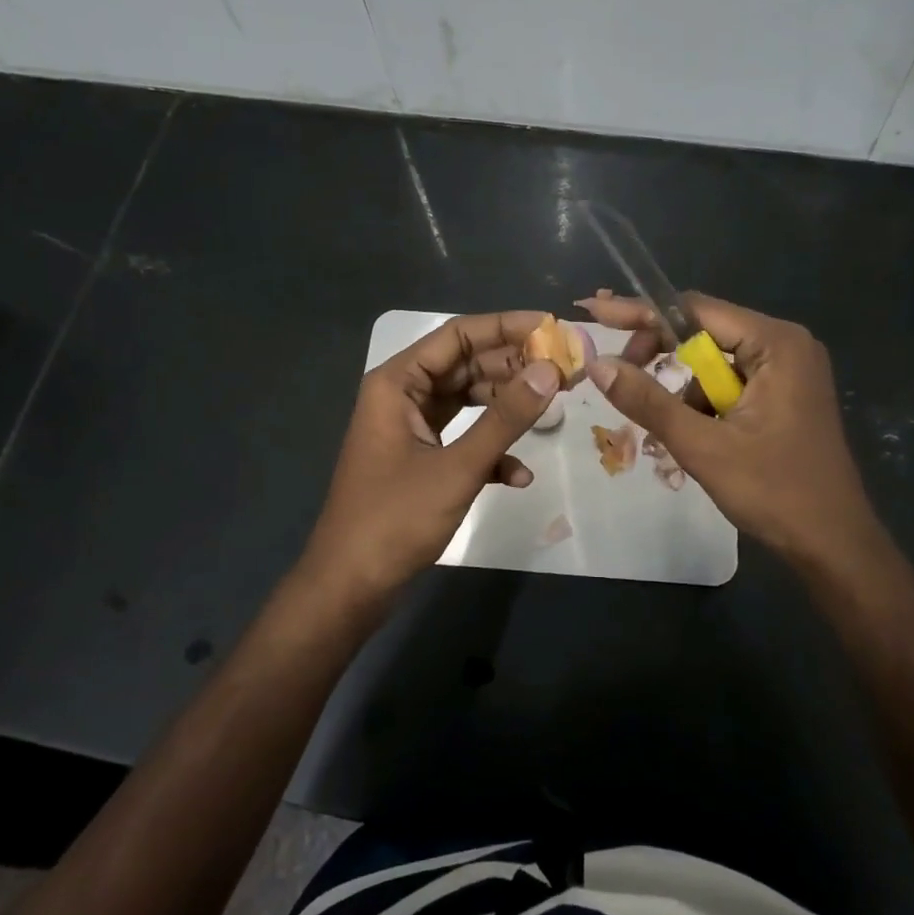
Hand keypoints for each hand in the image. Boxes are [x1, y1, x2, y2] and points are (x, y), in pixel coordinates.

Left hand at [306, 311, 561, 593]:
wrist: (350, 587)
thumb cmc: (395, 519)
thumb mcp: (457, 467)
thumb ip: (505, 418)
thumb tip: (551, 371)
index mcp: (398, 383)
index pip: (457, 335)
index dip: (506, 326)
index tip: (551, 327)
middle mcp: (402, 396)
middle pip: (465, 365)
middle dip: (514, 368)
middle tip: (563, 370)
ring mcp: (410, 429)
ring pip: (467, 402)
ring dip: (506, 408)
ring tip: (554, 409)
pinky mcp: (419, 459)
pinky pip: (461, 439)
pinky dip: (490, 451)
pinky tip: (519, 475)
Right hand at [578, 291, 879, 574]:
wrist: (834, 546)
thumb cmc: (775, 492)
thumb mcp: (703, 446)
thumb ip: (648, 400)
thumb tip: (597, 364)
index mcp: (775, 343)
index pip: (694, 311)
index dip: (641, 314)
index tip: (596, 313)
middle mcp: (784, 344)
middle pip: (703, 332)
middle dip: (658, 354)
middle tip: (618, 376)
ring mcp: (787, 370)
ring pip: (711, 362)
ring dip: (680, 388)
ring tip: (663, 424)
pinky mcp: (783, 394)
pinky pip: (727, 383)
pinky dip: (701, 403)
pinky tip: (689, 432)